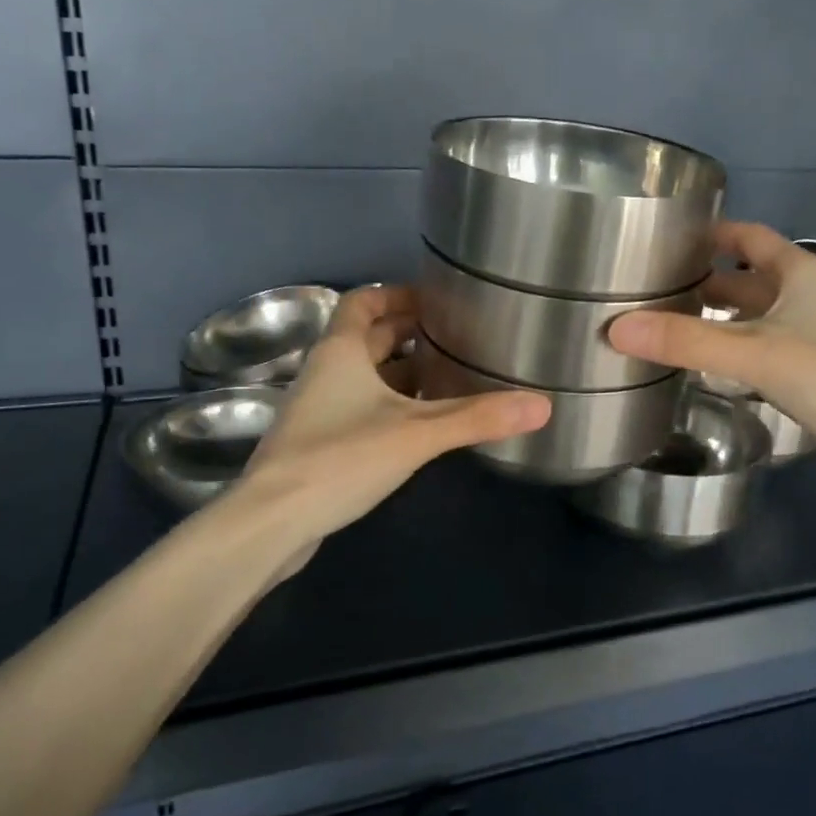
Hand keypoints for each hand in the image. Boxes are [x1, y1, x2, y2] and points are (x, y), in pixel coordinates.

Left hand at [231, 285, 549, 557]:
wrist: (274, 521)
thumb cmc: (341, 458)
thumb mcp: (416, 433)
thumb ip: (477, 417)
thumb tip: (542, 405)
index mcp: (340, 351)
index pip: (363, 302)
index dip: (396, 294)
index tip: (435, 301)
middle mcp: (325, 372)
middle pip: (367, 338)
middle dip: (407, 334)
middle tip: (454, 338)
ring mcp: (318, 409)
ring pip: (363, 376)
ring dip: (400, 373)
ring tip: (448, 378)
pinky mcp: (318, 443)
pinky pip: (359, 408)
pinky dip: (389, 406)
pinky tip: (419, 427)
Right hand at [608, 221, 815, 473]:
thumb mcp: (754, 354)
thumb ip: (686, 341)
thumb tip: (615, 328)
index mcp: (800, 273)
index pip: (748, 237)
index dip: (710, 235)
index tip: (666, 241)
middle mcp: (810, 295)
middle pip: (748, 279)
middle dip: (704, 281)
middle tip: (653, 290)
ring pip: (757, 316)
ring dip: (719, 318)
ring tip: (669, 326)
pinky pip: (766, 347)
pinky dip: (736, 349)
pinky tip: (709, 367)